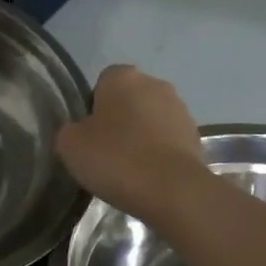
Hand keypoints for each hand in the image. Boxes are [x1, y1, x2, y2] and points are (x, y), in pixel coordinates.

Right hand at [55, 64, 209, 221]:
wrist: (172, 189)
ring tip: (130, 169)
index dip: (94, 108)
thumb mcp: (70, 146)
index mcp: (122, 76)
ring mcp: (180, 108)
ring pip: (152, 119)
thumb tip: (78, 132)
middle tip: (107, 152)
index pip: (102, 83)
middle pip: (130, 99)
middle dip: (120, 120)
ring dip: (142, 136)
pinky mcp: (196, 135)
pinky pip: (169, 140)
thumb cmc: (116, 159)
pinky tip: (150, 176)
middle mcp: (155, 83)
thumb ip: (69, 131)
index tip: (89, 136)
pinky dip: (160, 153)